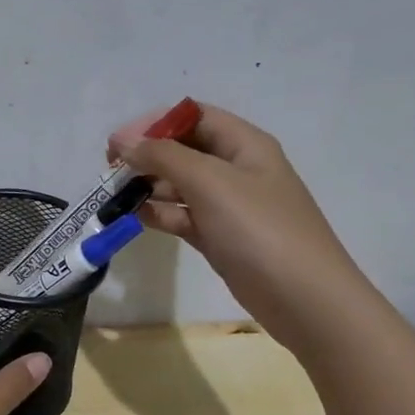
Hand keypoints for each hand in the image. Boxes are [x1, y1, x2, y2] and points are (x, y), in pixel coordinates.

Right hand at [109, 102, 369, 355]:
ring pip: (180, 185)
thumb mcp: (210, 182)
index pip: (194, 116)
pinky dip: (159, 214)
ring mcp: (229, 205)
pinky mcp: (220, 237)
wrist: (304, 298)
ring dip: (148, 186)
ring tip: (114, 196)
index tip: (119, 142)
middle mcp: (237, 169)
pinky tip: (134, 218)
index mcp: (244, 144)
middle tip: (110, 171)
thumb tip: (124, 142)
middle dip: (147, 155)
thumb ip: (163, 157)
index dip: (155, 122)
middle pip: (184, 149)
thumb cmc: (259, 229)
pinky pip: (183, 215)